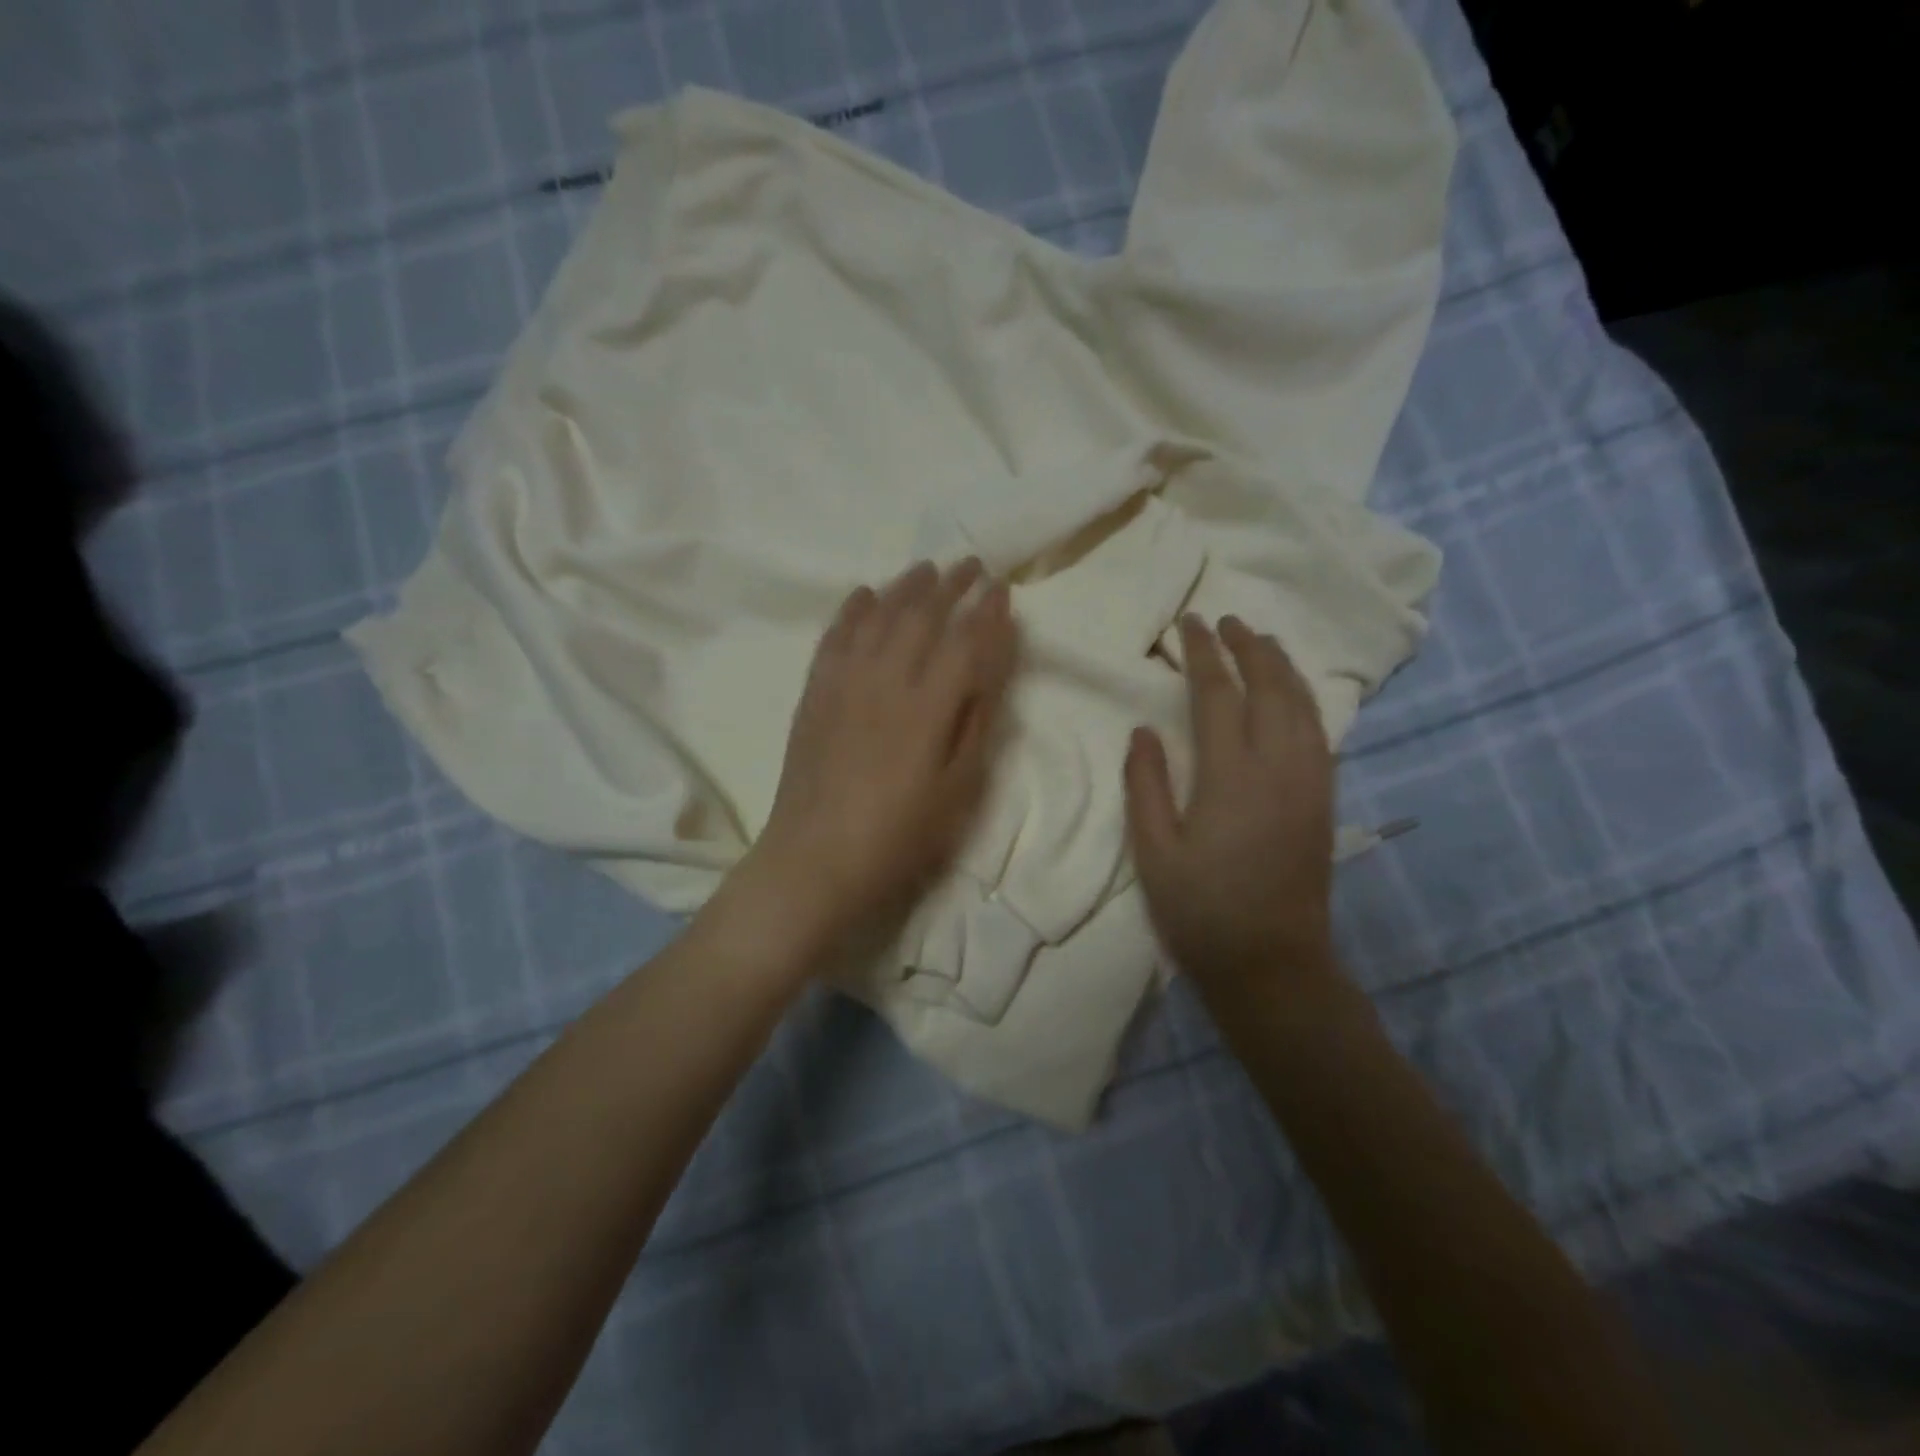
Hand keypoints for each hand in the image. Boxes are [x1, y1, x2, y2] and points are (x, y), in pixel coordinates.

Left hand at [739, 558, 1017, 954]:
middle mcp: (886, 679)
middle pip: (922, 615)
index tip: (1003, 588)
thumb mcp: (958, 788)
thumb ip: (977, 722)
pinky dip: (852, 609)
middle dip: (951, 584)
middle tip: (971, 565)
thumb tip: (991, 667)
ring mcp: (844, 681)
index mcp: (929, 705)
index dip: (987, 611)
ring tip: (925, 570)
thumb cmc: (900, 835)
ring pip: (878, 616)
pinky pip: (835, 635)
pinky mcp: (815, 692)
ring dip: (905, 587)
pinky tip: (864, 595)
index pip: (965, 640)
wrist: (816, 858)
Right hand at [1124, 615, 1339, 994]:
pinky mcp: (1324, 799)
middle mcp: (1279, 767)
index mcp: (1231, 776)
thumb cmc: (1201, 909)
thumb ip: (1145, 784)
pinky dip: (1303, 698)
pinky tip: (1291, 695)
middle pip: (1271, 687)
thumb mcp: (1154, 850)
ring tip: (1261, 641)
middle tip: (1227, 621)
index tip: (1190, 623)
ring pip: (1303, 705)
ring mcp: (1310, 782)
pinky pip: (1319, 731)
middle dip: (1249, 646)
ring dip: (1282, 666)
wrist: (1272, 963)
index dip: (1203, 654)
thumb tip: (1143, 730)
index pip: (1218, 694)